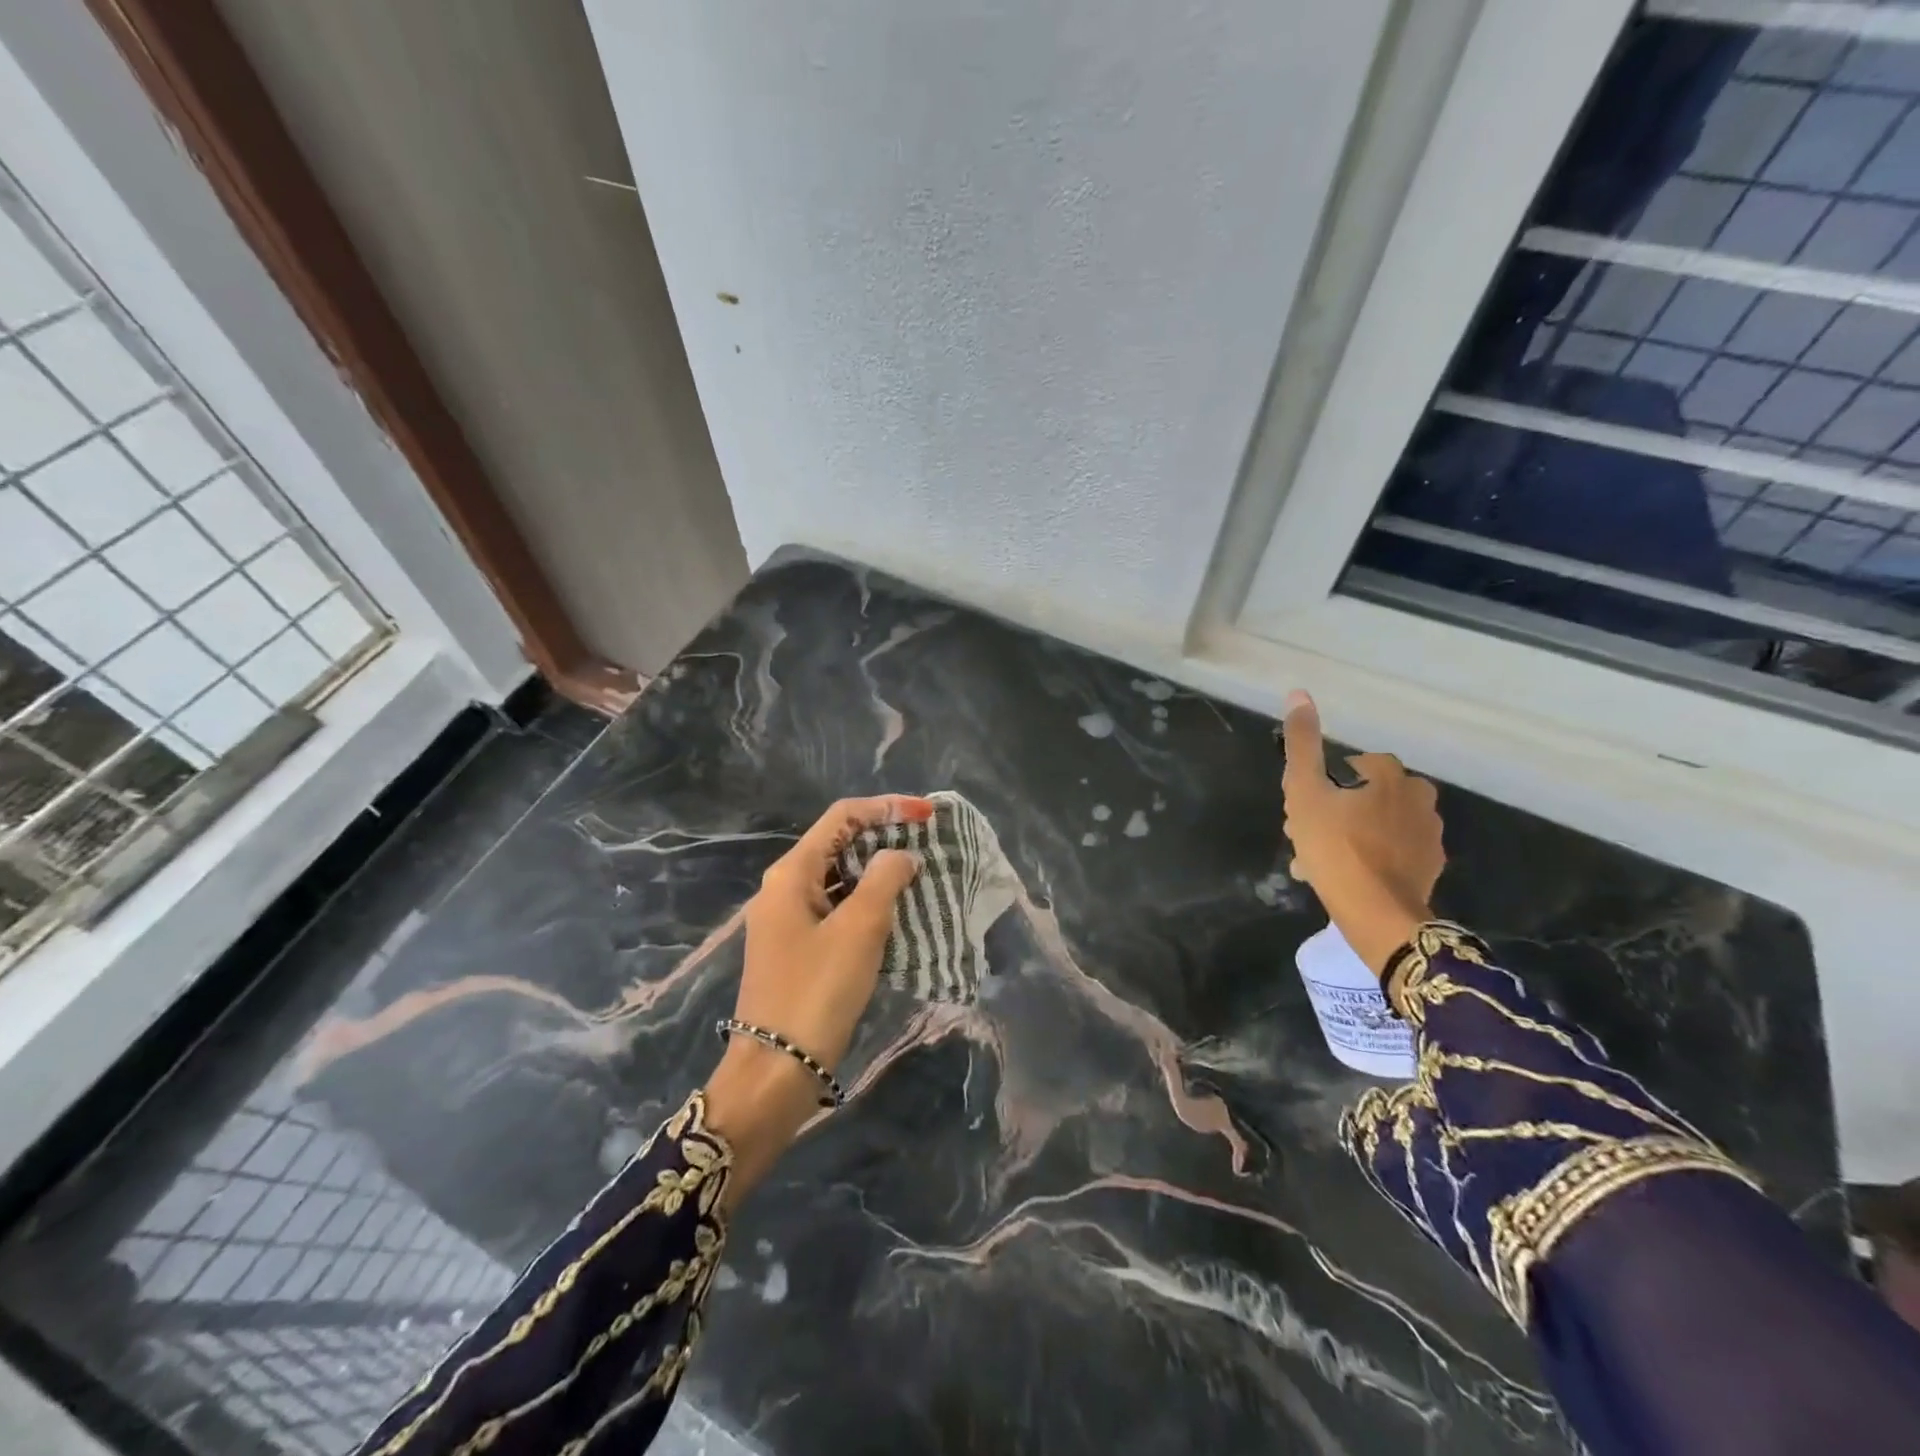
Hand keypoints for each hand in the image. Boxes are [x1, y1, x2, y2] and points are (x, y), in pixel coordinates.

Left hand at [703, 794, 930, 1203]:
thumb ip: (884, 880)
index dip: (886, 808)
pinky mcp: (796, 947)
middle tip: (928, 844)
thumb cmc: (817, 990)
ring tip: (919, 875)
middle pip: (839, 843)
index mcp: (792, 872)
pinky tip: (895, 913)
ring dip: (877, 871)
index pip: (842, 816)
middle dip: (883, 837)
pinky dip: (866, 902)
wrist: (775, 1070)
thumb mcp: (859, 929)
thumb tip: (900, 856)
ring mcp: (787, 919)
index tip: (928, 815)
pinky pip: (836, 908)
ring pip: (839, 878)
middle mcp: (784, 887)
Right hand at [1280, 691, 1443, 976]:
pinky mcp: (1430, 866)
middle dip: (1335, 811)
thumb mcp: (1304, 792)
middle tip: (1308, 838)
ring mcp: (1429, 834)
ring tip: (1321, 862)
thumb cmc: (1335, 847)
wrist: (1377, 913)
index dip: (1323, 784)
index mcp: (1391, 775)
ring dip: (1350, 834)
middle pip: (1365, 794)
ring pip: (1377, 823)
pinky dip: (1371, 856)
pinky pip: (1392, 849)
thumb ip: (1302, 743)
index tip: (1305, 808)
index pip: (1353, 765)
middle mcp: (1418, 797)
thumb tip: (1299, 693)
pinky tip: (1347, 875)